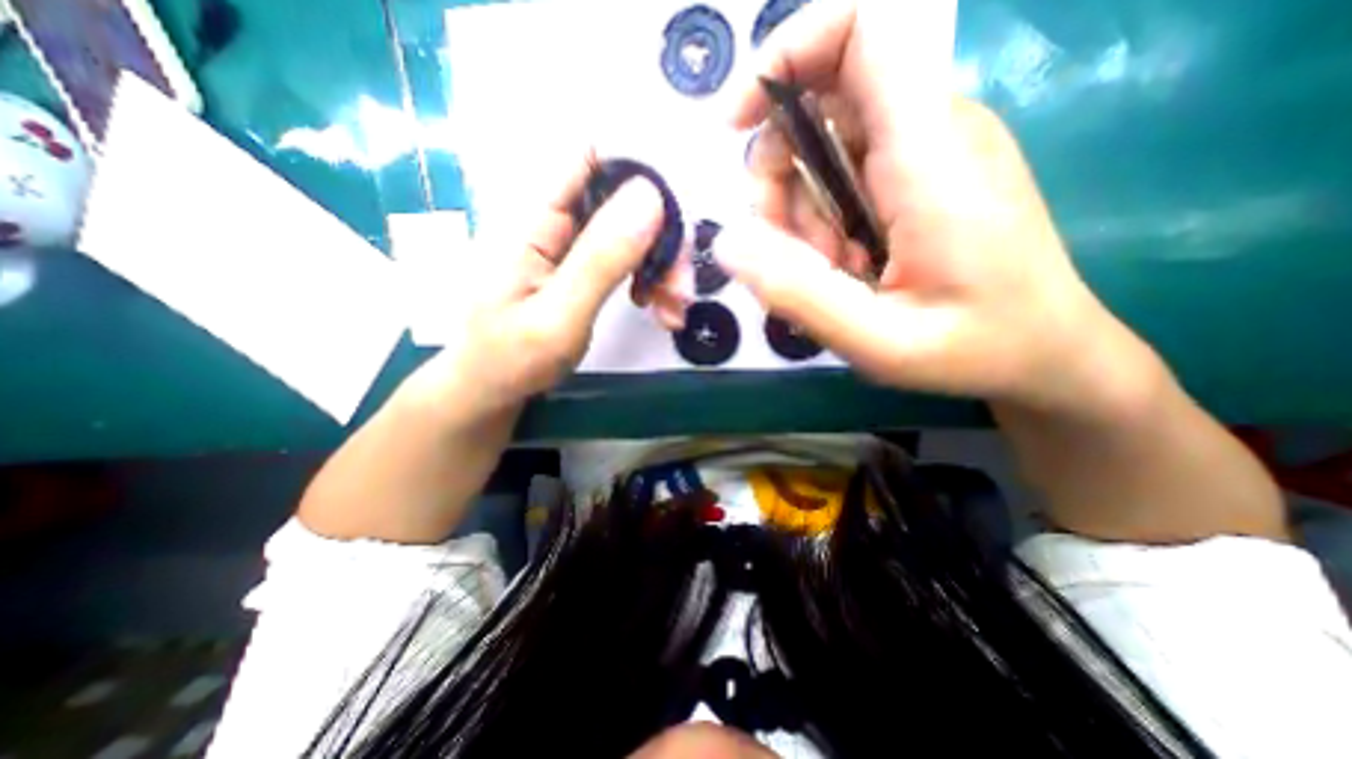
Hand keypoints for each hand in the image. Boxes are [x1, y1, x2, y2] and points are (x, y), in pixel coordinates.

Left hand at [403, 158, 672, 424]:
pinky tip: (661, 312)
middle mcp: (557, 223)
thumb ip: (601, 259)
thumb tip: (651, 195)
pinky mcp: (584, 270)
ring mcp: (572, 248)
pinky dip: (653, 283)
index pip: (592, 158)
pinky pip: (630, 261)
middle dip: (664, 239)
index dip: (642, 169)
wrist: (489, 392)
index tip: (678, 211)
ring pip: (635, 234)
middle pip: (625, 201)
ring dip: (664, 267)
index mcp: (537, 220)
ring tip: (675, 311)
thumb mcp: (558, 317)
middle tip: (682, 288)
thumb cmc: (510, 360)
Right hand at [723, 0, 1154, 420]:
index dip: (788, 54)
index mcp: (930, 154)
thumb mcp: (878, 340)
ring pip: (828, 148)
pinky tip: (844, 268)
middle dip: (779, 176)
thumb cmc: (974, 349)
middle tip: (784, 251)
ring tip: (827, 273)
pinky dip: (825, 220)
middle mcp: (933, 131)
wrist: (1046, 352)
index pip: (864, 30)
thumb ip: (800, 293)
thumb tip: (726, 244)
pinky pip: (849, 177)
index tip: (737, 124)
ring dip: (802, 211)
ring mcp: (929, 153)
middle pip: (824, 103)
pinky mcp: (924, 177)